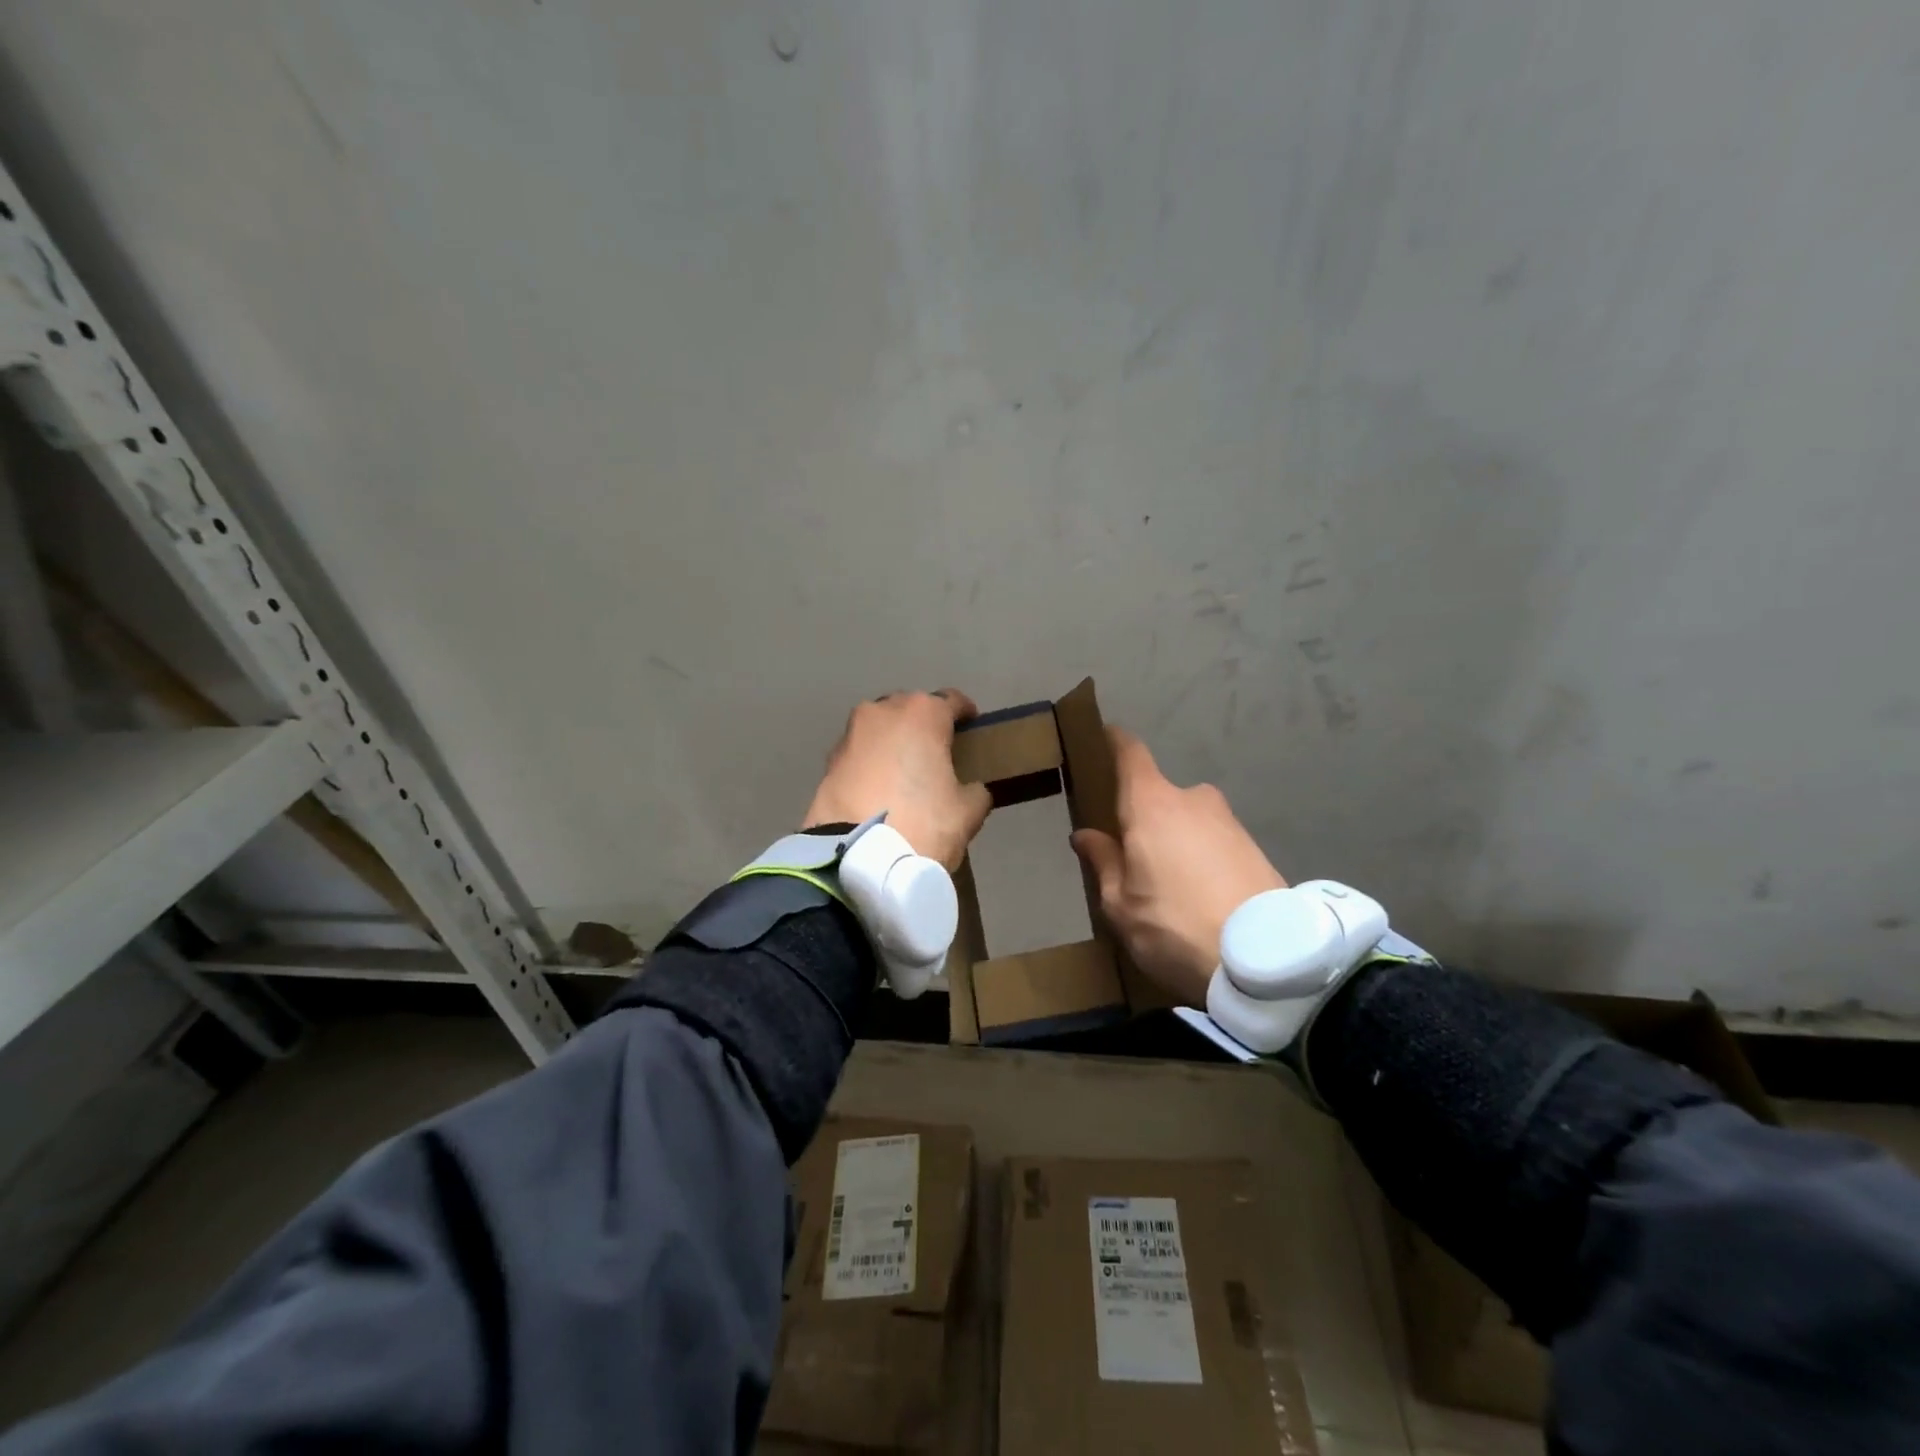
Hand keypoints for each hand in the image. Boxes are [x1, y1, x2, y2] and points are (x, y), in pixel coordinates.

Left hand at [804, 690, 992, 871]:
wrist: (857, 859)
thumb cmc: (923, 823)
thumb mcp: (968, 811)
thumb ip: (975, 790)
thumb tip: (970, 788)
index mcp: (923, 713)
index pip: (952, 701)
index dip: (966, 715)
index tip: (973, 730)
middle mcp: (883, 712)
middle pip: (910, 710)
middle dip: (923, 727)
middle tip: (937, 755)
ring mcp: (850, 735)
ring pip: (880, 730)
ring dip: (893, 744)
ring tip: (904, 775)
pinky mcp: (828, 762)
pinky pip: (860, 755)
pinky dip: (871, 765)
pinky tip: (879, 791)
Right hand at [1071, 727, 1286, 1004]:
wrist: (1266, 960)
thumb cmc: (1174, 925)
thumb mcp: (1120, 904)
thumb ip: (1102, 862)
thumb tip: (1084, 834)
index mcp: (1150, 805)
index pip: (1130, 754)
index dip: (1116, 742)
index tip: (1105, 737)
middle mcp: (1191, 800)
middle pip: (1159, 797)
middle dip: (1144, 819)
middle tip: (1134, 858)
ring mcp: (1229, 821)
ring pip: (1189, 821)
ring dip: (1177, 842)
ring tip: (1171, 890)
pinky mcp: (1256, 847)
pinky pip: (1215, 842)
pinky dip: (1204, 859)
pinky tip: (1202, 898)